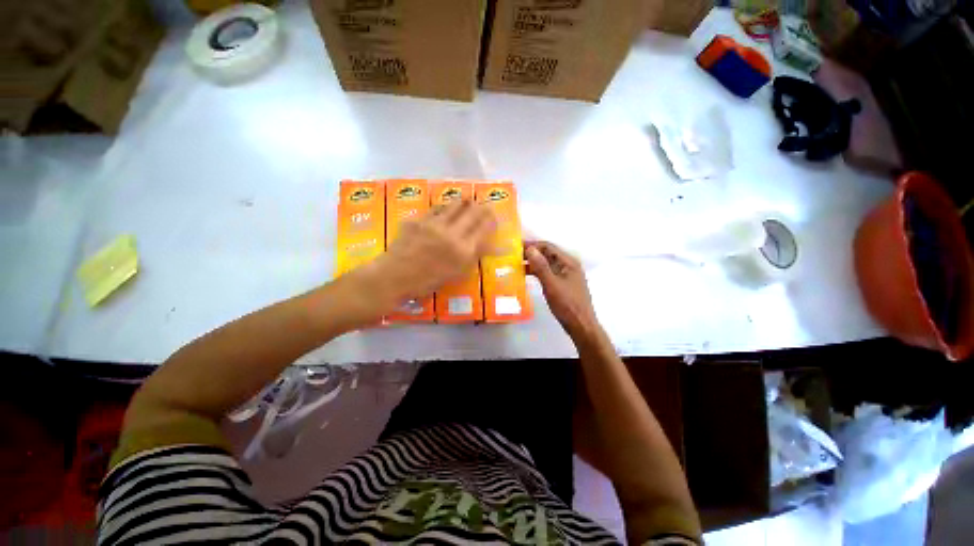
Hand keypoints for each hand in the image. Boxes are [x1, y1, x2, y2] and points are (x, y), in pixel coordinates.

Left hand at [359, 200, 495, 312]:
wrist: (394, 277)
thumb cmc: (427, 282)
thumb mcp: (456, 274)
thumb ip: (472, 257)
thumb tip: (487, 245)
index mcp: (463, 251)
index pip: (484, 228)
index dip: (491, 219)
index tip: (493, 215)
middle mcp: (452, 233)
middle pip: (473, 212)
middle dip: (481, 207)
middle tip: (484, 205)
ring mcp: (434, 224)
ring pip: (455, 205)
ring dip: (464, 202)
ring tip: (467, 200)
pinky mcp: (419, 219)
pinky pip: (436, 208)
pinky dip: (445, 207)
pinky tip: (445, 208)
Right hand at [525, 240, 599, 339]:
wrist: (581, 326)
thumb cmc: (567, 305)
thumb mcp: (551, 285)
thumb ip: (541, 267)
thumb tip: (530, 249)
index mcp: (568, 262)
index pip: (548, 247)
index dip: (532, 245)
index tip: (515, 246)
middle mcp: (568, 266)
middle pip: (547, 254)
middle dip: (531, 253)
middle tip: (513, 255)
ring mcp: (566, 276)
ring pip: (547, 264)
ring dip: (533, 263)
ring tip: (516, 264)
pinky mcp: (562, 285)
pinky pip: (547, 273)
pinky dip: (537, 272)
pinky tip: (526, 275)